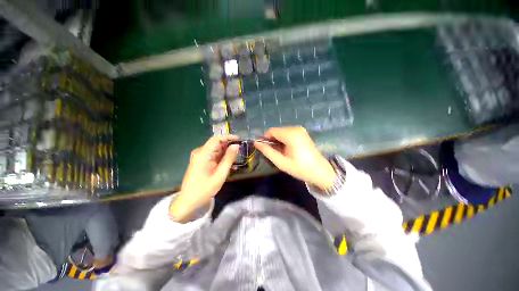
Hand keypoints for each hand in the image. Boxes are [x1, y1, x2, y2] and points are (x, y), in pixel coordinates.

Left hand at [169, 135, 239, 221]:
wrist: (188, 201)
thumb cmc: (204, 189)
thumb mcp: (220, 174)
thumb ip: (229, 159)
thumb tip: (236, 146)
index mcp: (203, 154)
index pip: (216, 139)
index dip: (228, 137)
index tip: (239, 140)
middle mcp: (200, 153)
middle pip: (216, 144)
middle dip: (229, 146)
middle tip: (240, 151)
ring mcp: (200, 157)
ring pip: (216, 150)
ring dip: (226, 153)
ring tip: (237, 159)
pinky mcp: (201, 162)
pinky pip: (213, 157)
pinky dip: (222, 159)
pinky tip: (229, 165)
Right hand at [254, 127, 336, 189]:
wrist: (320, 172)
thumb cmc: (300, 168)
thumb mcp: (281, 162)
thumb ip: (267, 151)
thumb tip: (256, 143)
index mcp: (291, 135)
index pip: (271, 131)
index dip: (266, 139)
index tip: (266, 150)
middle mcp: (296, 128)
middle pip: (277, 131)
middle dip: (273, 141)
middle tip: (276, 154)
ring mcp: (300, 130)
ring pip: (282, 132)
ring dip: (278, 141)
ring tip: (282, 153)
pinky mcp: (303, 133)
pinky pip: (288, 133)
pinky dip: (284, 140)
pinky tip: (288, 150)